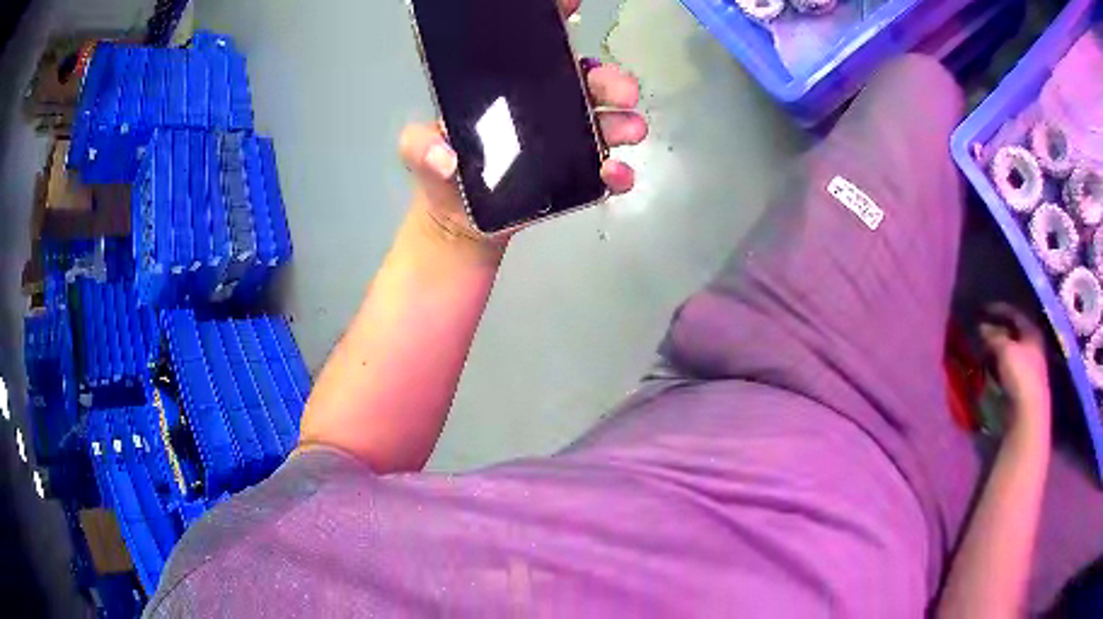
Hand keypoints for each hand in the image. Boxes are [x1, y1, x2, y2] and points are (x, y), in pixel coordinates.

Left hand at [398, 0, 646, 246]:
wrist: (460, 222)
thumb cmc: (442, 175)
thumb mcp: (420, 151)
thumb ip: (420, 147)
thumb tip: (444, 157)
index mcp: (512, 89)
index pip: (536, 49)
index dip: (553, 22)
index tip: (570, 6)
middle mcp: (546, 107)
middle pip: (585, 83)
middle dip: (608, 80)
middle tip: (620, 89)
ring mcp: (566, 142)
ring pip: (605, 121)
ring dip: (623, 120)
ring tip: (629, 129)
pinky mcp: (577, 177)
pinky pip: (606, 171)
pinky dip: (618, 172)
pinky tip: (614, 173)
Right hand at [979, 303, 1051, 434]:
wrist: (1029, 412)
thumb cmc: (1020, 374)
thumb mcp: (1005, 350)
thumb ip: (993, 336)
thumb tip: (981, 326)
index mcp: (1032, 331)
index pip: (1014, 313)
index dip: (998, 309)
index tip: (983, 310)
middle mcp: (1034, 344)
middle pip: (1014, 333)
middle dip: (999, 331)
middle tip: (982, 330)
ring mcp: (1030, 366)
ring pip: (1012, 351)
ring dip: (999, 350)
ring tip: (984, 350)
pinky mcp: (1024, 385)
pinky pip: (1010, 367)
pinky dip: (1000, 365)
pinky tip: (991, 367)